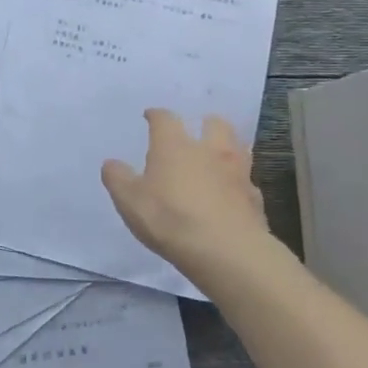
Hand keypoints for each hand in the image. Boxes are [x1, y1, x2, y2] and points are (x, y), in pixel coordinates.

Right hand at [102, 111, 274, 292]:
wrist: (226, 251)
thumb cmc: (170, 218)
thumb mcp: (129, 200)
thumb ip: (117, 178)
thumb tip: (112, 163)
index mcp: (174, 145)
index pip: (165, 118)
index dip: (156, 115)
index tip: (150, 116)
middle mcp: (209, 150)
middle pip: (214, 123)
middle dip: (204, 123)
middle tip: (196, 133)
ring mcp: (237, 173)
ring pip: (239, 147)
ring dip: (228, 147)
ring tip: (217, 158)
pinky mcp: (255, 198)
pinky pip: (248, 182)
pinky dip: (239, 183)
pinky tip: (231, 194)